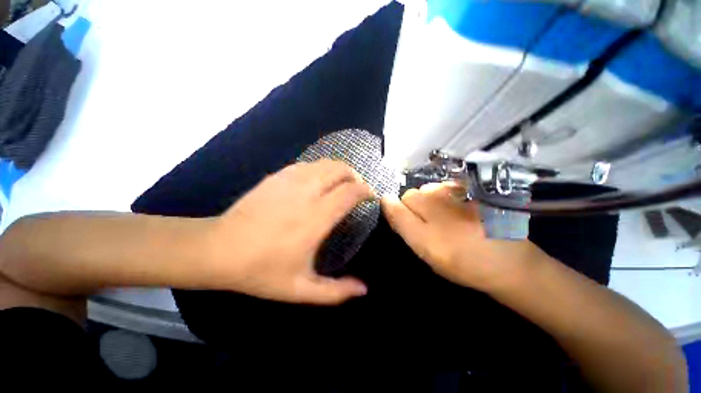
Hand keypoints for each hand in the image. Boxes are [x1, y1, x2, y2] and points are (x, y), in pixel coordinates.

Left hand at [206, 160, 372, 304]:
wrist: (218, 249)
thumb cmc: (261, 270)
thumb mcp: (300, 289)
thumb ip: (335, 292)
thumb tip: (364, 289)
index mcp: (316, 217)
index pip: (350, 192)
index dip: (365, 191)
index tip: (370, 196)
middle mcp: (307, 193)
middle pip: (340, 170)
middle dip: (355, 176)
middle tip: (357, 189)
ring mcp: (290, 180)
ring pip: (325, 163)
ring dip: (339, 170)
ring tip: (341, 183)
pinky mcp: (277, 176)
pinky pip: (308, 165)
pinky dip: (321, 169)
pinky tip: (319, 181)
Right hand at [381, 182, 540, 291]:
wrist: (508, 260)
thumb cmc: (462, 264)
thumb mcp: (427, 254)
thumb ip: (405, 230)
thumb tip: (390, 205)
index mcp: (424, 234)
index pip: (393, 206)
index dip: (389, 206)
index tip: (393, 211)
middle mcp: (437, 210)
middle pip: (409, 195)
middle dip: (411, 205)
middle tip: (424, 220)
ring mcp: (455, 197)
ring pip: (426, 189)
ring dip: (427, 199)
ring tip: (441, 214)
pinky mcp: (470, 192)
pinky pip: (442, 186)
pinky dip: (442, 194)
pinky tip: (454, 206)